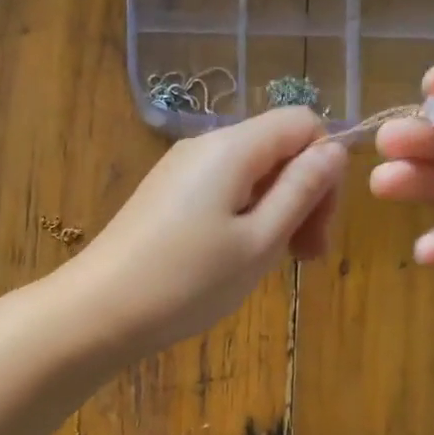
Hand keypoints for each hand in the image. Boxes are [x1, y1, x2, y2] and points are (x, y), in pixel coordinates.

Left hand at [63, 107, 346, 357]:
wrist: (99, 311)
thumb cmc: (187, 281)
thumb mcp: (259, 242)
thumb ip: (301, 191)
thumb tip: (334, 149)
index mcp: (232, 147)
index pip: (303, 123)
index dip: (325, 168)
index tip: (319, 226)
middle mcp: (203, 145)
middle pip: (276, 148)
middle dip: (302, 196)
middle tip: (305, 258)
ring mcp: (179, 171)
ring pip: (250, 174)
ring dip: (274, 213)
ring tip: (268, 265)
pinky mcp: (164, 196)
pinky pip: (220, 192)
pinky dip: (242, 219)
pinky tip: (233, 260)